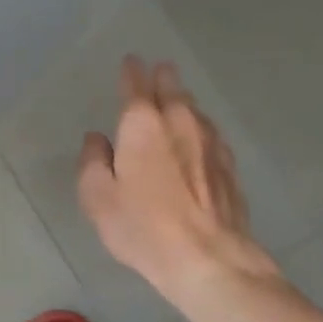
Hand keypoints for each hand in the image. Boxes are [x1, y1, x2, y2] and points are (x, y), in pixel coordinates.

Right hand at [78, 57, 277, 301]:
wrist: (209, 259)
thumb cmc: (143, 227)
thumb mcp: (97, 197)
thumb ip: (92, 161)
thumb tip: (97, 139)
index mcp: (142, 124)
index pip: (135, 84)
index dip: (130, 71)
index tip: (130, 62)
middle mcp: (179, 121)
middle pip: (172, 87)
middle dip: (161, 76)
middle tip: (156, 72)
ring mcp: (210, 142)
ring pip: (194, 109)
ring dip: (183, 101)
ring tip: (176, 101)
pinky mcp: (229, 166)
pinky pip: (210, 134)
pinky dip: (200, 129)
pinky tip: (199, 139)